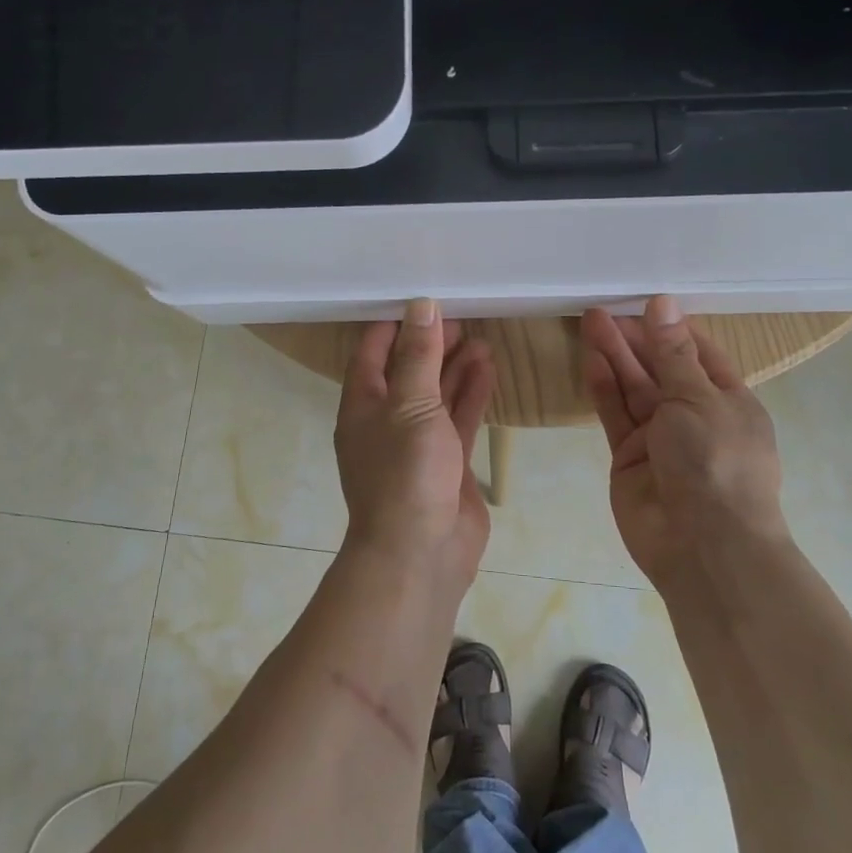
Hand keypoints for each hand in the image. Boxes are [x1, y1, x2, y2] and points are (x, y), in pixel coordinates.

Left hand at [335, 299, 495, 580]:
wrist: (422, 553)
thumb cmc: (405, 473)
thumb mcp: (410, 405)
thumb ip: (418, 356)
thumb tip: (421, 306)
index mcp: (363, 405)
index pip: (372, 353)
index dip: (394, 325)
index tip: (421, 299)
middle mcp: (387, 420)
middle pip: (408, 371)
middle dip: (431, 344)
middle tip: (461, 316)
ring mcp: (418, 442)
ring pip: (437, 394)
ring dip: (455, 366)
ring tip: (480, 337)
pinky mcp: (448, 461)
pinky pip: (458, 418)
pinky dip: (472, 393)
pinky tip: (488, 368)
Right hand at [580, 296, 787, 586]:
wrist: (702, 545)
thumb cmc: (716, 462)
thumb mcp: (698, 398)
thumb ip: (673, 353)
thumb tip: (664, 304)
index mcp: (728, 400)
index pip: (698, 353)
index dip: (671, 328)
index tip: (643, 303)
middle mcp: (694, 416)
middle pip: (661, 368)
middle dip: (635, 339)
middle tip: (604, 310)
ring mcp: (660, 438)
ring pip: (634, 389)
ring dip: (615, 357)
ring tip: (591, 321)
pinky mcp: (628, 456)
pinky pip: (615, 415)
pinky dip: (604, 388)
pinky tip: (591, 360)